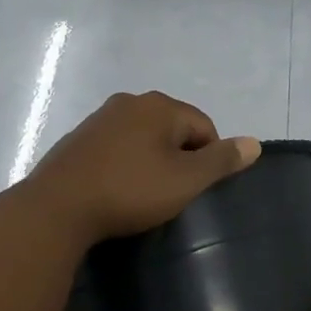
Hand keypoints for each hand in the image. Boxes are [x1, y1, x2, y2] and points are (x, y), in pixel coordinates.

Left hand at [25, 91, 261, 243]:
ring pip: (144, 137)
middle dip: (179, 157)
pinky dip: (125, 163)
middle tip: (172, 193)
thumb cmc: (129, 191)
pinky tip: (117, 189)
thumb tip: (254, 143)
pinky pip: (117, 146)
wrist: (55, 209)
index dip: (208, 159)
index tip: (194, 189)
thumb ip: (222, 160)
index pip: (204, 126)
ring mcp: (100, 118)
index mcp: (160, 106)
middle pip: (173, 128)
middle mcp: (130, 102)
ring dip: (151, 160)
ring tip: (145, 194)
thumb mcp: (185, 180)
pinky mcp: (78, 139)